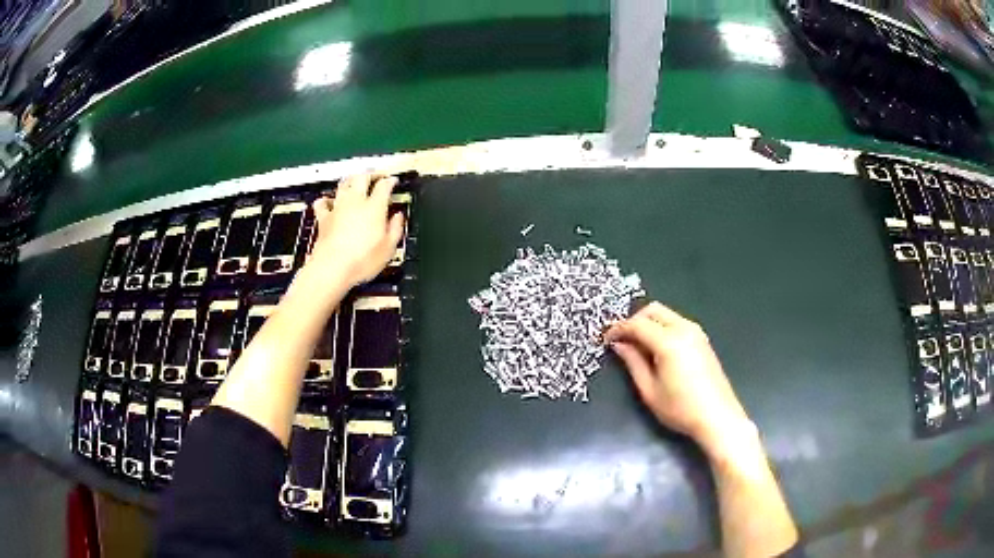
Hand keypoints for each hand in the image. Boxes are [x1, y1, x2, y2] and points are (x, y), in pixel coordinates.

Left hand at [309, 174, 404, 287]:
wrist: (332, 268)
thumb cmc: (361, 260)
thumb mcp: (389, 248)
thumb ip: (396, 228)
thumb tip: (398, 218)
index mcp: (374, 207)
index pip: (384, 185)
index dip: (390, 181)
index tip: (393, 181)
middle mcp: (355, 202)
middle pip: (362, 177)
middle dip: (371, 174)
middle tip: (376, 176)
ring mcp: (337, 208)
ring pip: (343, 184)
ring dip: (351, 180)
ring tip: (355, 181)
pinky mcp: (324, 218)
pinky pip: (322, 202)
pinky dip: (325, 199)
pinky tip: (327, 201)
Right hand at [605, 302, 751, 458]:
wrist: (717, 416)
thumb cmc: (680, 408)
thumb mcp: (649, 390)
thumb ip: (633, 362)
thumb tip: (618, 344)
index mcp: (669, 341)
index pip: (637, 324)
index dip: (618, 329)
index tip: (605, 339)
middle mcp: (684, 329)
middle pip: (653, 310)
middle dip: (634, 321)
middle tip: (621, 340)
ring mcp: (696, 332)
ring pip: (666, 314)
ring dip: (648, 323)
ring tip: (637, 346)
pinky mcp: (702, 339)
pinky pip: (676, 322)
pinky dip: (662, 327)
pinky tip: (657, 349)